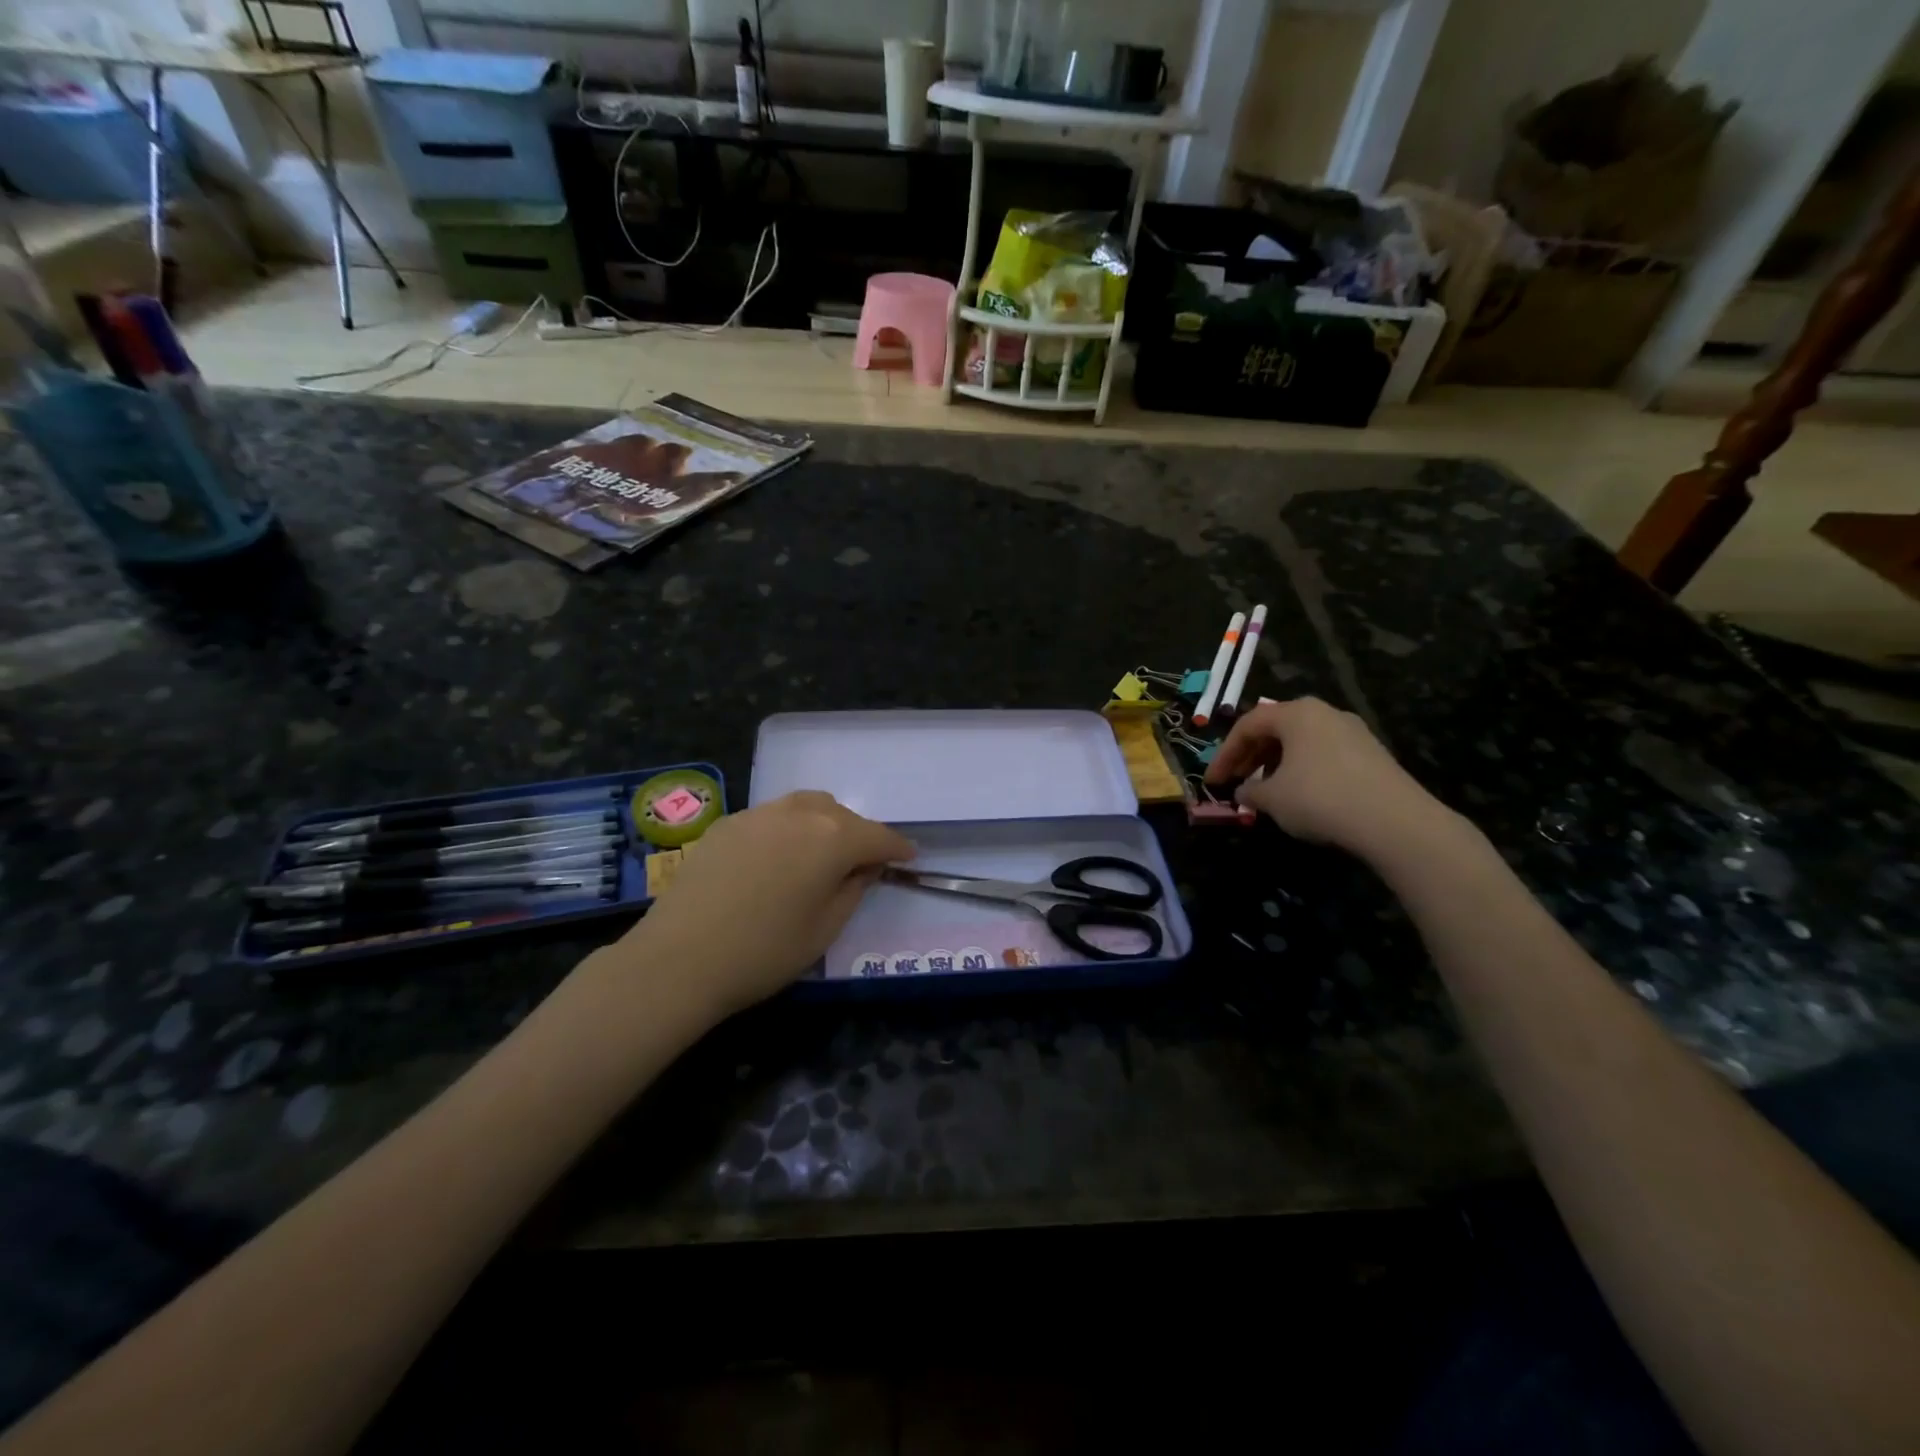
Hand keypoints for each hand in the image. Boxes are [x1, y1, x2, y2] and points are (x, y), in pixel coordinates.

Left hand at [621, 791, 913, 1016]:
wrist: (679, 959)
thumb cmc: (764, 952)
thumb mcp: (825, 929)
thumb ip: (853, 890)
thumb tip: (864, 868)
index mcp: (832, 838)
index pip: (878, 837)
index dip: (897, 848)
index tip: (909, 858)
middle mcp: (799, 813)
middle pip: (841, 815)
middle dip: (858, 835)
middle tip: (861, 865)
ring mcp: (759, 814)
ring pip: (806, 807)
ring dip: (823, 825)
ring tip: (820, 854)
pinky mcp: (727, 823)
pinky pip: (772, 817)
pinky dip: (788, 830)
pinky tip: (777, 859)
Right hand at [1204, 697, 1457, 861]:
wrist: (1394, 821)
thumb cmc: (1320, 798)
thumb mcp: (1272, 798)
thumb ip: (1249, 791)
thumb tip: (1243, 791)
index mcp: (1296, 713)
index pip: (1247, 725)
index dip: (1224, 754)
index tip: (1212, 781)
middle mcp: (1325, 713)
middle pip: (1275, 729)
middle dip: (1250, 756)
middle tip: (1235, 782)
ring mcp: (1352, 731)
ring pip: (1301, 742)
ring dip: (1276, 764)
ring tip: (1265, 791)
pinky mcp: (1372, 754)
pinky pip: (1324, 755)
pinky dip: (1303, 770)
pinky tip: (1300, 796)